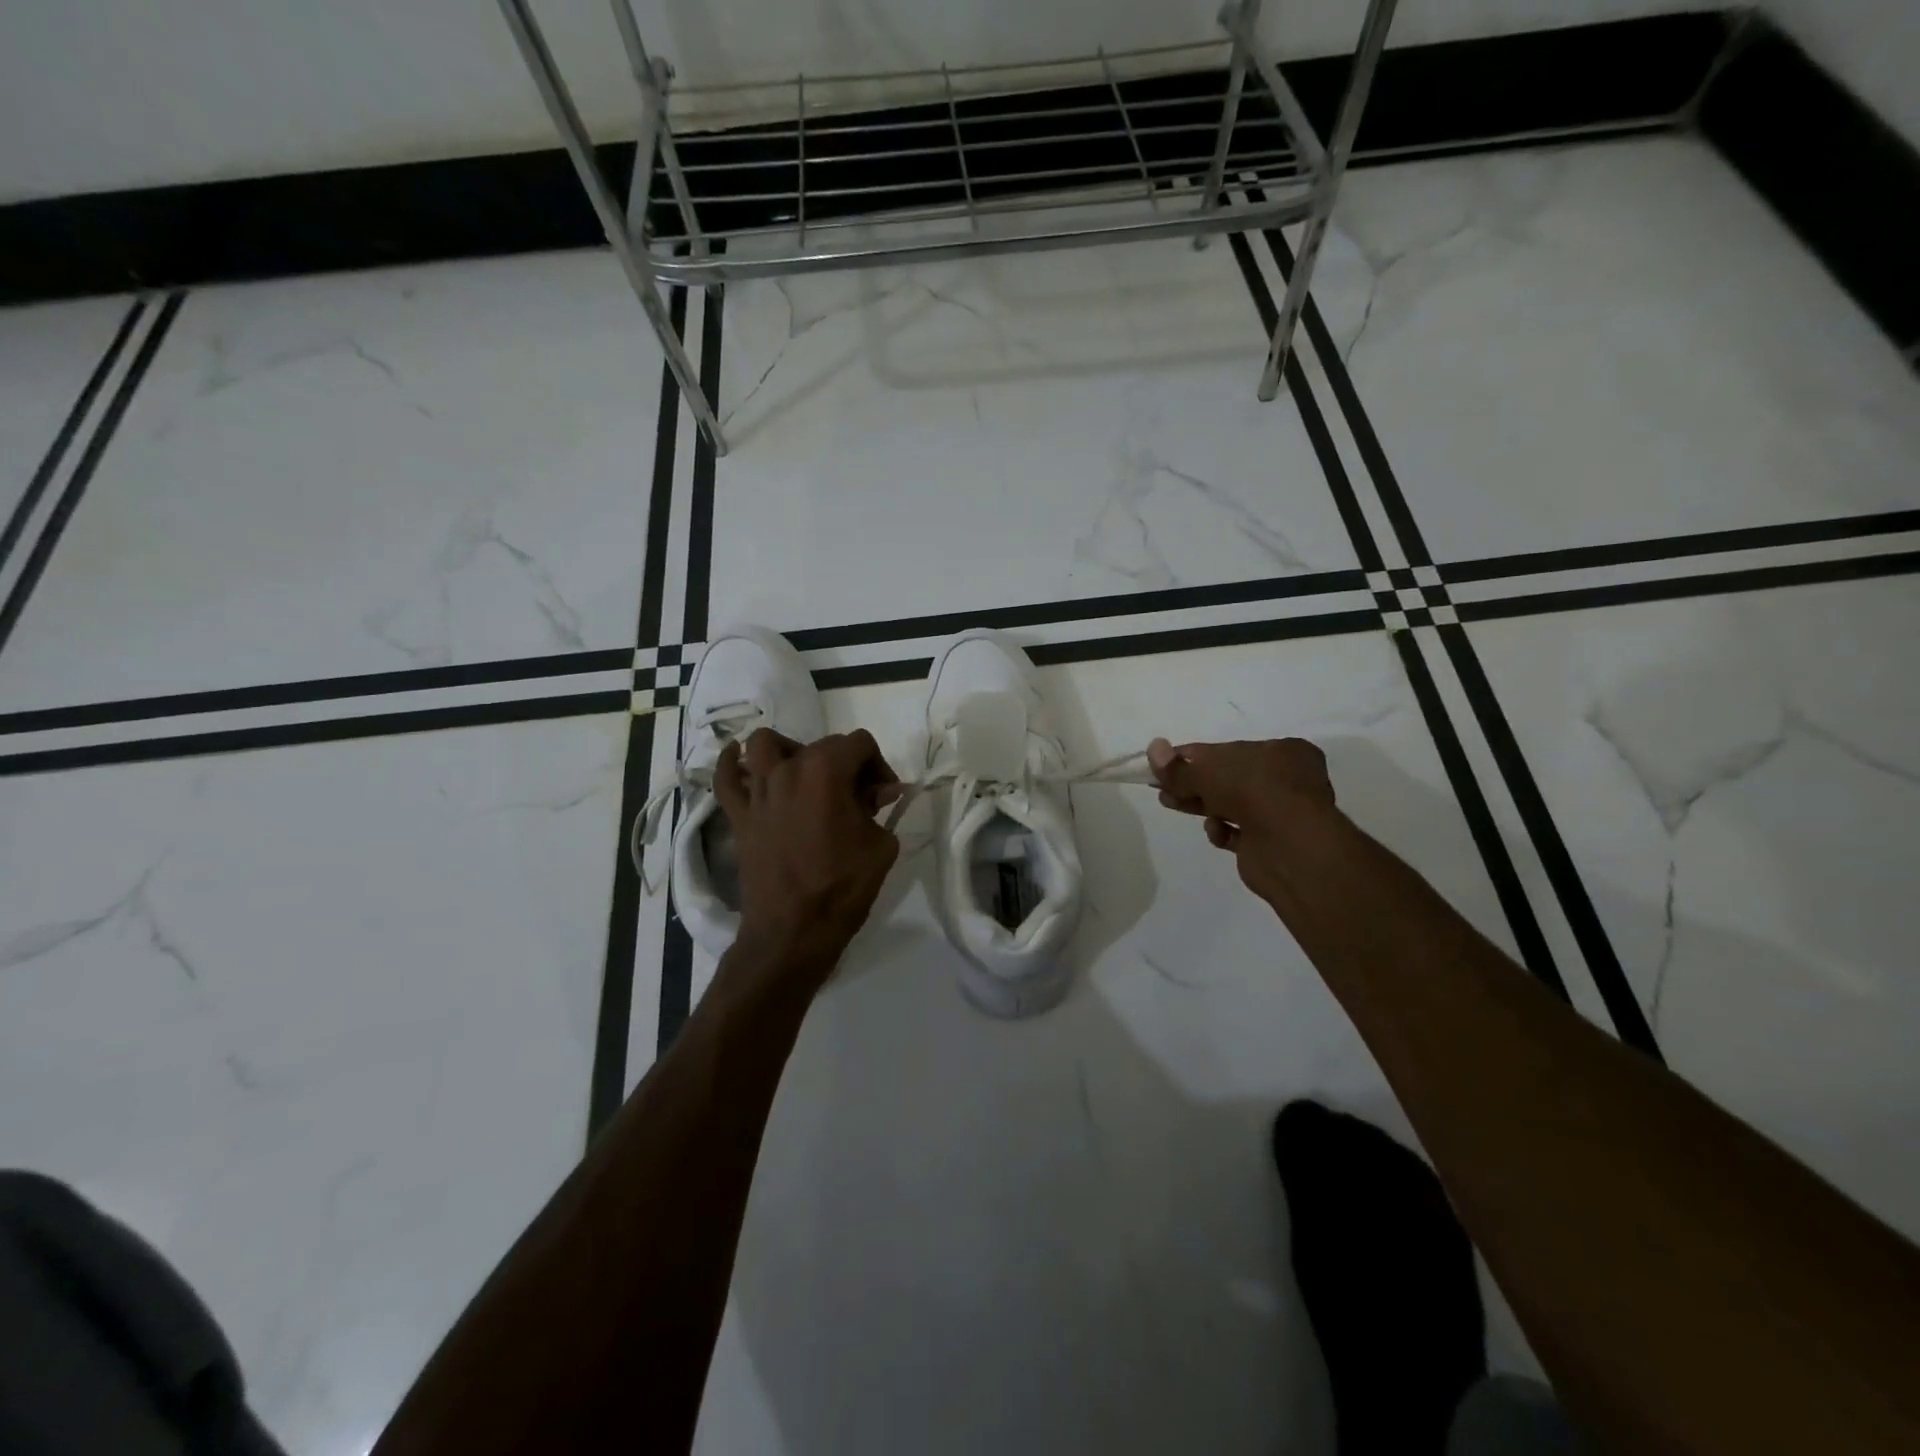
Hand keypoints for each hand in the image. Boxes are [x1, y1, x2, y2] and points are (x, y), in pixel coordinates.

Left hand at [713, 728, 900, 986]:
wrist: (793, 931)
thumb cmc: (843, 886)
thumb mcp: (880, 845)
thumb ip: (878, 808)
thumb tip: (877, 791)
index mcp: (827, 770)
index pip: (860, 744)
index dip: (879, 766)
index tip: (883, 797)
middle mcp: (788, 769)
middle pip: (822, 745)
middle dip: (846, 766)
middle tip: (858, 802)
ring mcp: (758, 791)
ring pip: (766, 744)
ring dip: (789, 751)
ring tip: (804, 775)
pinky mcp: (739, 815)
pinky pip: (725, 778)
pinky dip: (730, 763)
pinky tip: (738, 758)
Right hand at [1148, 737, 1340, 911]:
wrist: (1290, 846)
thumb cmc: (1253, 791)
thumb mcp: (1207, 771)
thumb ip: (1178, 767)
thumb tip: (1153, 747)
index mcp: (1282, 751)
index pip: (1230, 749)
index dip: (1194, 756)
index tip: (1165, 764)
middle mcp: (1286, 780)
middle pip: (1229, 778)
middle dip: (1193, 783)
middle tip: (1162, 788)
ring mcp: (1281, 813)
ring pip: (1232, 805)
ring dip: (1201, 804)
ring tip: (1169, 804)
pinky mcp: (1271, 843)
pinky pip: (1239, 833)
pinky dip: (1223, 830)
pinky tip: (1215, 830)